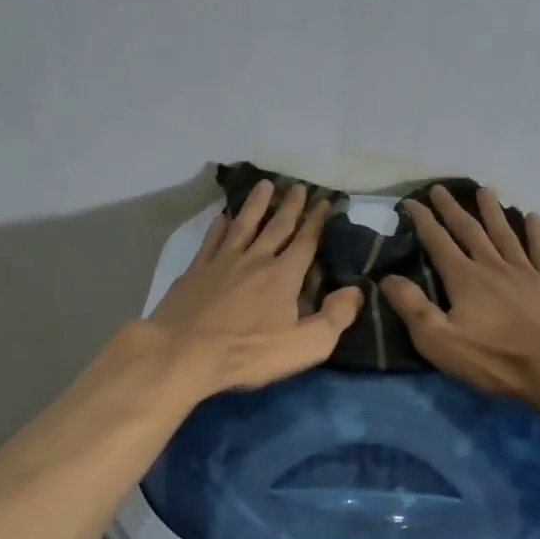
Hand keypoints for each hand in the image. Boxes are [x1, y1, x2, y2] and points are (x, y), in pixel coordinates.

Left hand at [146, 180, 363, 396]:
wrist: (183, 353)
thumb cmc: (248, 352)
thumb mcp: (305, 345)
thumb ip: (335, 317)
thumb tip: (355, 291)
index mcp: (284, 275)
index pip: (306, 242)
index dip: (317, 221)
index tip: (325, 201)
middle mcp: (255, 259)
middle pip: (276, 226)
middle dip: (290, 206)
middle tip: (298, 186)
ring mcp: (222, 262)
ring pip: (243, 225)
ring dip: (256, 205)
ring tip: (264, 185)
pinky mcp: (196, 271)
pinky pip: (211, 241)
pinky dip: (219, 226)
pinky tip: (221, 218)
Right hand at [380, 185, 539, 405]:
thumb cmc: (495, 359)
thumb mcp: (439, 340)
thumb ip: (412, 307)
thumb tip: (387, 278)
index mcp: (464, 279)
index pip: (437, 242)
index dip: (422, 220)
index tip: (411, 201)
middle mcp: (493, 266)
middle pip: (469, 230)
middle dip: (452, 209)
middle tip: (440, 188)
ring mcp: (526, 272)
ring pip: (505, 233)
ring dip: (492, 211)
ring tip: (485, 191)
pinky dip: (535, 232)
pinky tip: (532, 217)